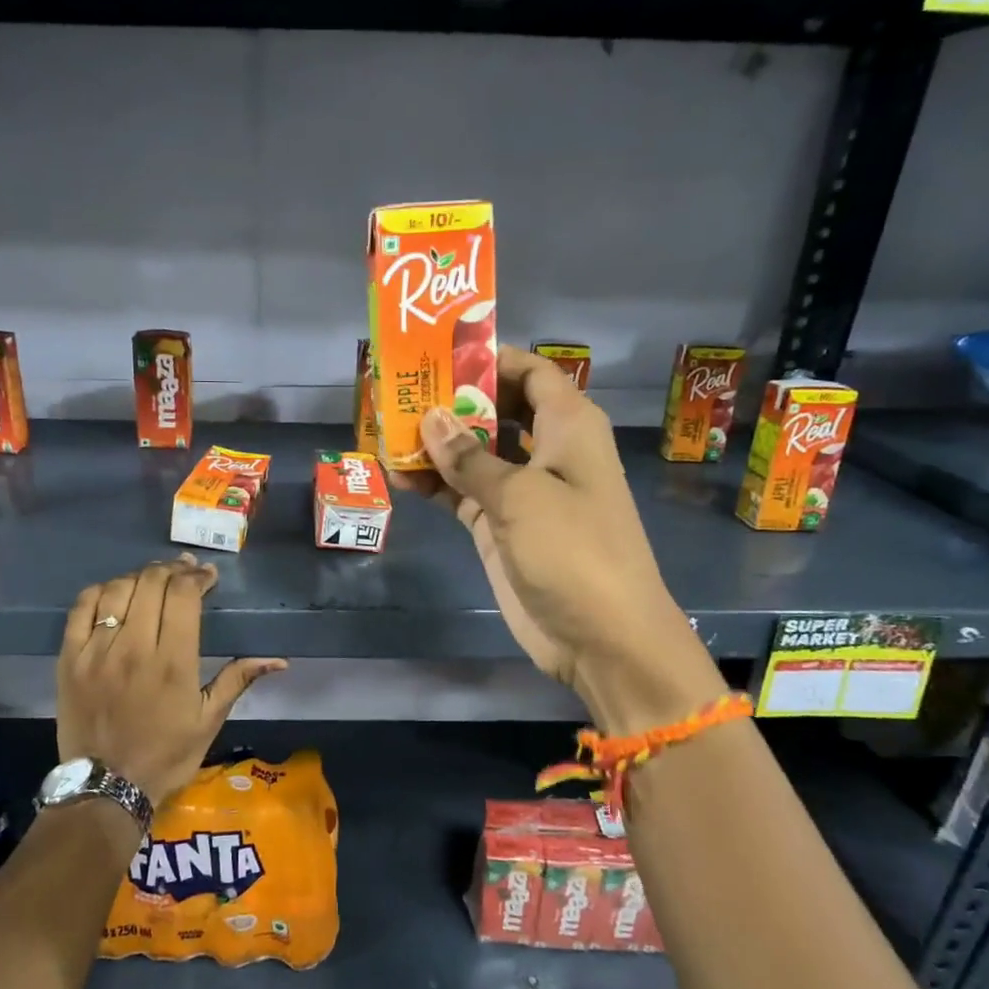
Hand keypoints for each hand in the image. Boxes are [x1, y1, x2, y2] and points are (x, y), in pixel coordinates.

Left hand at [57, 555, 286, 807]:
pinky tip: (116, 594)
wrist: (106, 787)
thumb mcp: (209, 721)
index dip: (198, 576)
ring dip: (140, 576)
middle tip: (184, 572)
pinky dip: (102, 591)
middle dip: (173, 569)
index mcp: (173, 662)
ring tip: (153, 580)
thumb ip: (238, 680)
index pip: (184, 595)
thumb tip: (279, 660)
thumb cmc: (165, 755)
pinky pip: (81, 608)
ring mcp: (97, 651)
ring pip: (117, 589)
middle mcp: (134, 647)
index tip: (208, 575)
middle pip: (151, 583)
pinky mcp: (70, 658)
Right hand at [398, 347, 723, 732]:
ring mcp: (522, 491)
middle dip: (453, 400)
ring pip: (474, 453)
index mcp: (568, 426)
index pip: (530, 372)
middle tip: (401, 389)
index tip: (439, 352)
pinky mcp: (501, 527)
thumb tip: (430, 417)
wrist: (601, 637)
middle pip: (497, 409)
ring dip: (436, 444)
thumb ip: (469, 457)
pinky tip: (397, 475)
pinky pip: (462, 493)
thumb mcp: (519, 495)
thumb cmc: (574, 550)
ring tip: (386, 429)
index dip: (489, 358)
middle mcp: (546, 450)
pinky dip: (435, 484)